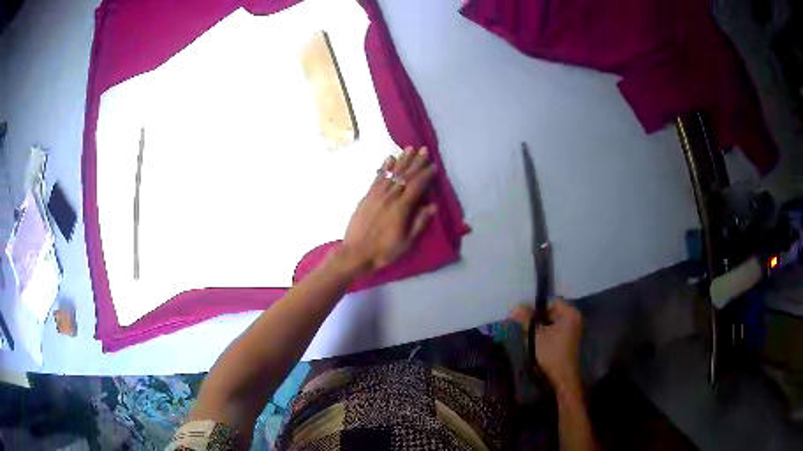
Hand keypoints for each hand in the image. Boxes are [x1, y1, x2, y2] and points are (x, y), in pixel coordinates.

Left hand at [340, 146, 437, 273]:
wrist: (355, 253)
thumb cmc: (383, 251)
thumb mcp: (406, 242)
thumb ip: (419, 222)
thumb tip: (433, 206)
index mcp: (402, 208)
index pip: (417, 186)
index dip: (426, 175)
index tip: (433, 165)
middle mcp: (390, 197)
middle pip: (405, 175)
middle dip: (416, 162)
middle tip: (424, 149)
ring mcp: (376, 195)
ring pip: (391, 173)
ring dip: (401, 160)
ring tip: (409, 148)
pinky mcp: (367, 197)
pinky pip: (377, 178)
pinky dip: (384, 168)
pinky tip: (389, 159)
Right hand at [511, 300, 582, 395]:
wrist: (562, 377)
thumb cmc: (551, 354)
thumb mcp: (535, 336)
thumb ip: (525, 319)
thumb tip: (513, 307)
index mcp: (569, 313)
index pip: (550, 301)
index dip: (535, 306)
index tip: (522, 313)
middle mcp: (574, 317)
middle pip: (551, 309)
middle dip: (536, 315)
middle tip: (522, 321)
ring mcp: (573, 327)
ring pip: (552, 319)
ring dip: (540, 323)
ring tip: (526, 329)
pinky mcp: (569, 336)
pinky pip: (556, 326)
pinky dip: (546, 329)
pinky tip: (536, 336)